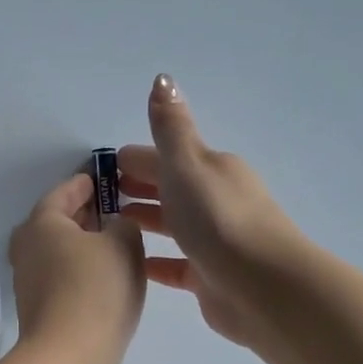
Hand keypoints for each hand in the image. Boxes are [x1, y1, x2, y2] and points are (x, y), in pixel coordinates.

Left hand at [9, 171, 146, 363]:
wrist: (70, 358)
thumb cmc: (96, 289)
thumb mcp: (124, 244)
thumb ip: (123, 224)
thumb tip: (114, 227)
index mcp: (41, 222)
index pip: (65, 190)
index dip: (88, 182)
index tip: (106, 177)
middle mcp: (27, 248)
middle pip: (59, 222)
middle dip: (87, 214)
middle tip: (117, 208)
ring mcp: (30, 282)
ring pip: (61, 252)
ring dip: (86, 245)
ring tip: (118, 244)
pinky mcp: (40, 310)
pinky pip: (65, 278)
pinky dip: (83, 271)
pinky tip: (108, 279)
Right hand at [117, 74, 307, 349]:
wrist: (261, 285)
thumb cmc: (218, 217)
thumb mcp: (188, 163)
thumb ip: (170, 127)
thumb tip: (162, 78)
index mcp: (211, 169)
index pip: (165, 157)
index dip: (135, 159)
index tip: (104, 166)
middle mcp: (215, 200)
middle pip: (170, 189)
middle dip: (139, 187)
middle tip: (101, 196)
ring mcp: (213, 240)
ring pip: (173, 225)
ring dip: (146, 221)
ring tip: (109, 227)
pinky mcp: (208, 276)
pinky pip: (174, 264)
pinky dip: (154, 260)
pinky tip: (131, 263)